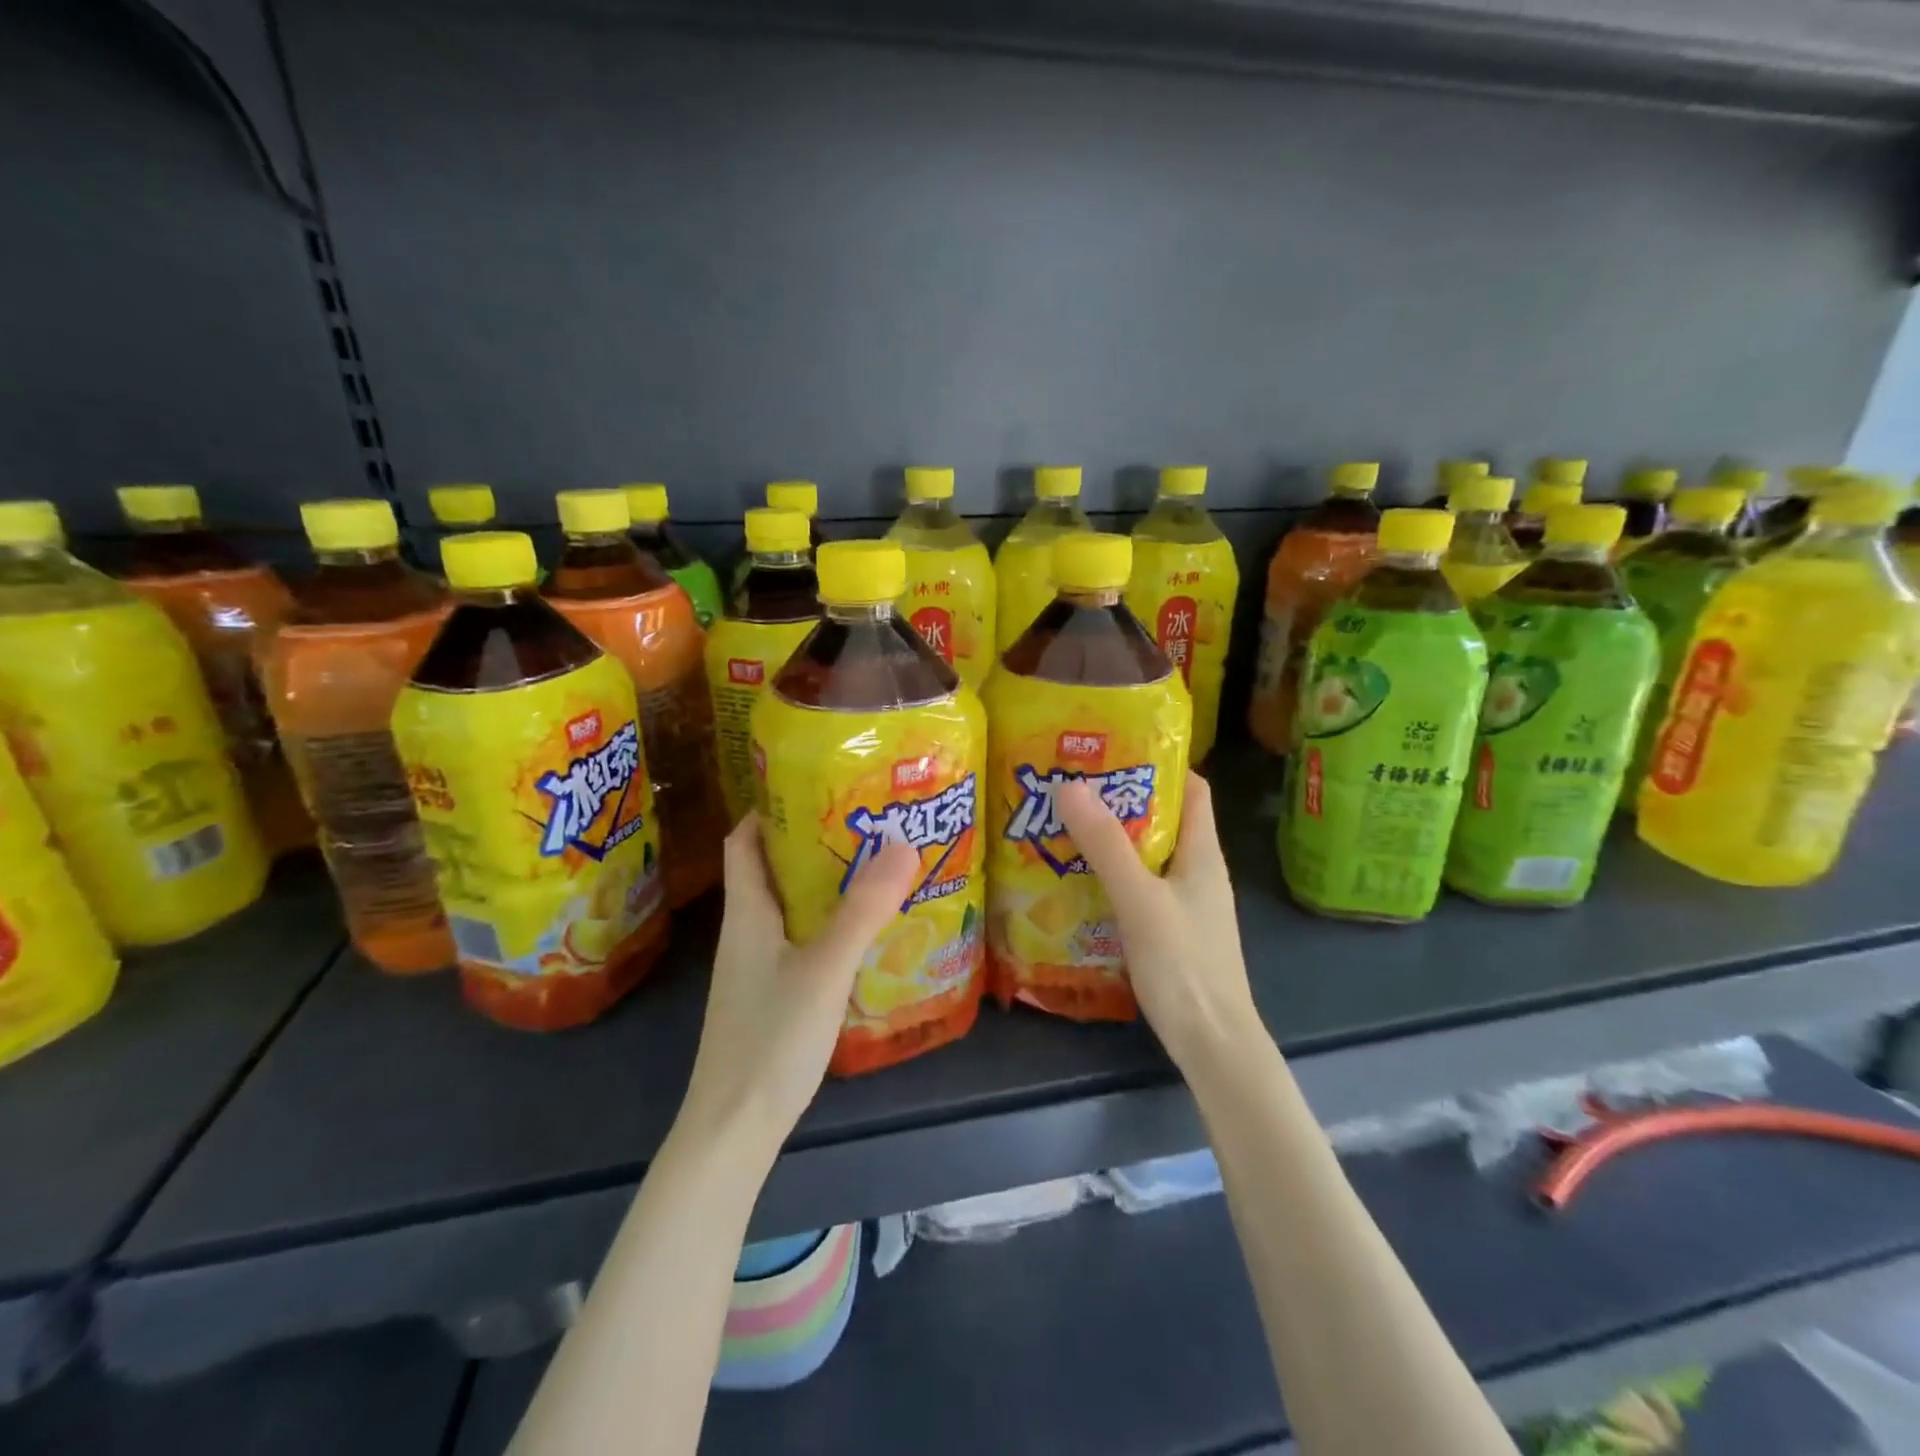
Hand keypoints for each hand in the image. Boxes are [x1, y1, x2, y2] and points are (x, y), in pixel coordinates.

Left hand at [680, 814, 919, 1161]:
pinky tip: (862, 932)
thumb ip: (863, 909)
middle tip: (865, 822)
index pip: (744, 842)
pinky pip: (798, 940)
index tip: (816, 785)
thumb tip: (902, 842)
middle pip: (771, 870)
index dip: (770, 809)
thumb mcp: (825, 967)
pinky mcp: (770, 996)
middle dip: (812, 842)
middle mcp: (746, 933)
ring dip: (823, 883)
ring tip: (874, 867)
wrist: (733, 1131)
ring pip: (788, 907)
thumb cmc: (771, 1038)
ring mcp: (756, 968)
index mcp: (747, 913)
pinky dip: (826, 923)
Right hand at [1056, 771, 1260, 1073]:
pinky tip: (1078, 880)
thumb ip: (1106, 845)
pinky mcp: (1170, 930)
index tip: (1112, 750)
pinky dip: (1112, 875)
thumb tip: (1070, 785)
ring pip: (1148, 855)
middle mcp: (1198, 871)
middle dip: (1122, 800)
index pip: (1192, 789)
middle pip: (1163, 819)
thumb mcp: (1140, 898)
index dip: (1159, 764)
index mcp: (1202, 853)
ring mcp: (1185, 903)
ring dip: (1113, 839)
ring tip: (1065, 825)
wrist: (1212, 1044)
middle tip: (1073, 787)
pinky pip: (1139, 887)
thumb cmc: (1184, 964)